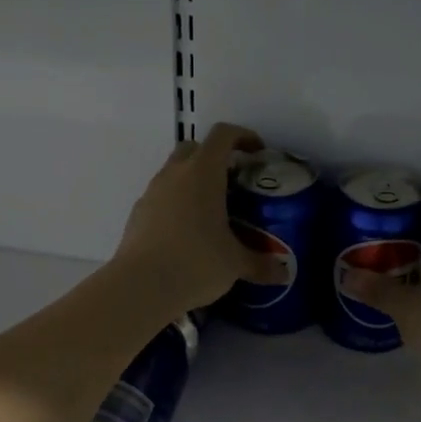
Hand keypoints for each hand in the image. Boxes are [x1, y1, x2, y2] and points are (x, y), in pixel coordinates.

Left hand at [113, 122, 285, 311]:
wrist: (140, 286)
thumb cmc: (195, 262)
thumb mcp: (235, 264)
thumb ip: (261, 264)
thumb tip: (283, 274)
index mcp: (203, 172)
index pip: (223, 135)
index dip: (243, 136)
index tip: (257, 152)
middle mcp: (174, 174)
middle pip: (193, 148)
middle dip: (214, 157)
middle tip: (233, 181)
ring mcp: (151, 192)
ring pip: (174, 172)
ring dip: (192, 182)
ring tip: (211, 212)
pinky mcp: (137, 214)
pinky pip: (161, 198)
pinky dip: (176, 205)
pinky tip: (187, 233)